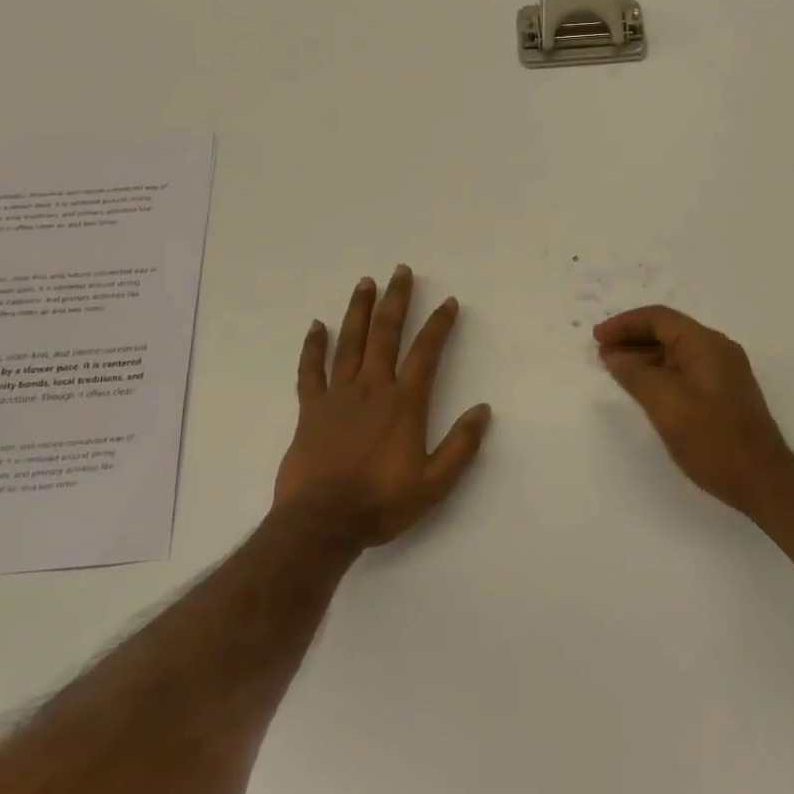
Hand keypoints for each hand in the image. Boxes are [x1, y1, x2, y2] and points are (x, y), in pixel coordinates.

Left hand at [276, 266, 491, 550]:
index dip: (439, 324)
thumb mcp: (435, 483)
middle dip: (396, 300)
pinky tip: (317, 326)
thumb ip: (461, 445)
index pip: (426, 352)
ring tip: (365, 282)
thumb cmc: (382, 502)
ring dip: (359, 310)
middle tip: (400, 271)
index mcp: (404, 403)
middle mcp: (372, 389)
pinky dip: (313, 347)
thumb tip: (483, 410)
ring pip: (350, 342)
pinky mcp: (310, 410)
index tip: (448, 302)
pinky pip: (310, 371)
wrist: (321, 523)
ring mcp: (337, 396)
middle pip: (385, 334)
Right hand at [593, 305, 793, 516]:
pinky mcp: (724, 392)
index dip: (625, 324)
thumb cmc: (712, 440)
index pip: (659, 318)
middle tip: (600, 352)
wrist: (763, 480)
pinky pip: (686, 368)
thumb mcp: (666, 405)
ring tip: (614, 368)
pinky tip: (643, 387)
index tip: (597, 338)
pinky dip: (660, 371)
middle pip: (668, 330)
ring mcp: (724, 371)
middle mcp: (718, 349)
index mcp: (706, 344)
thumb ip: (636, 375)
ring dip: (644, 355)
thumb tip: (615, 355)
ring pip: (676, 351)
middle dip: (632, 337)